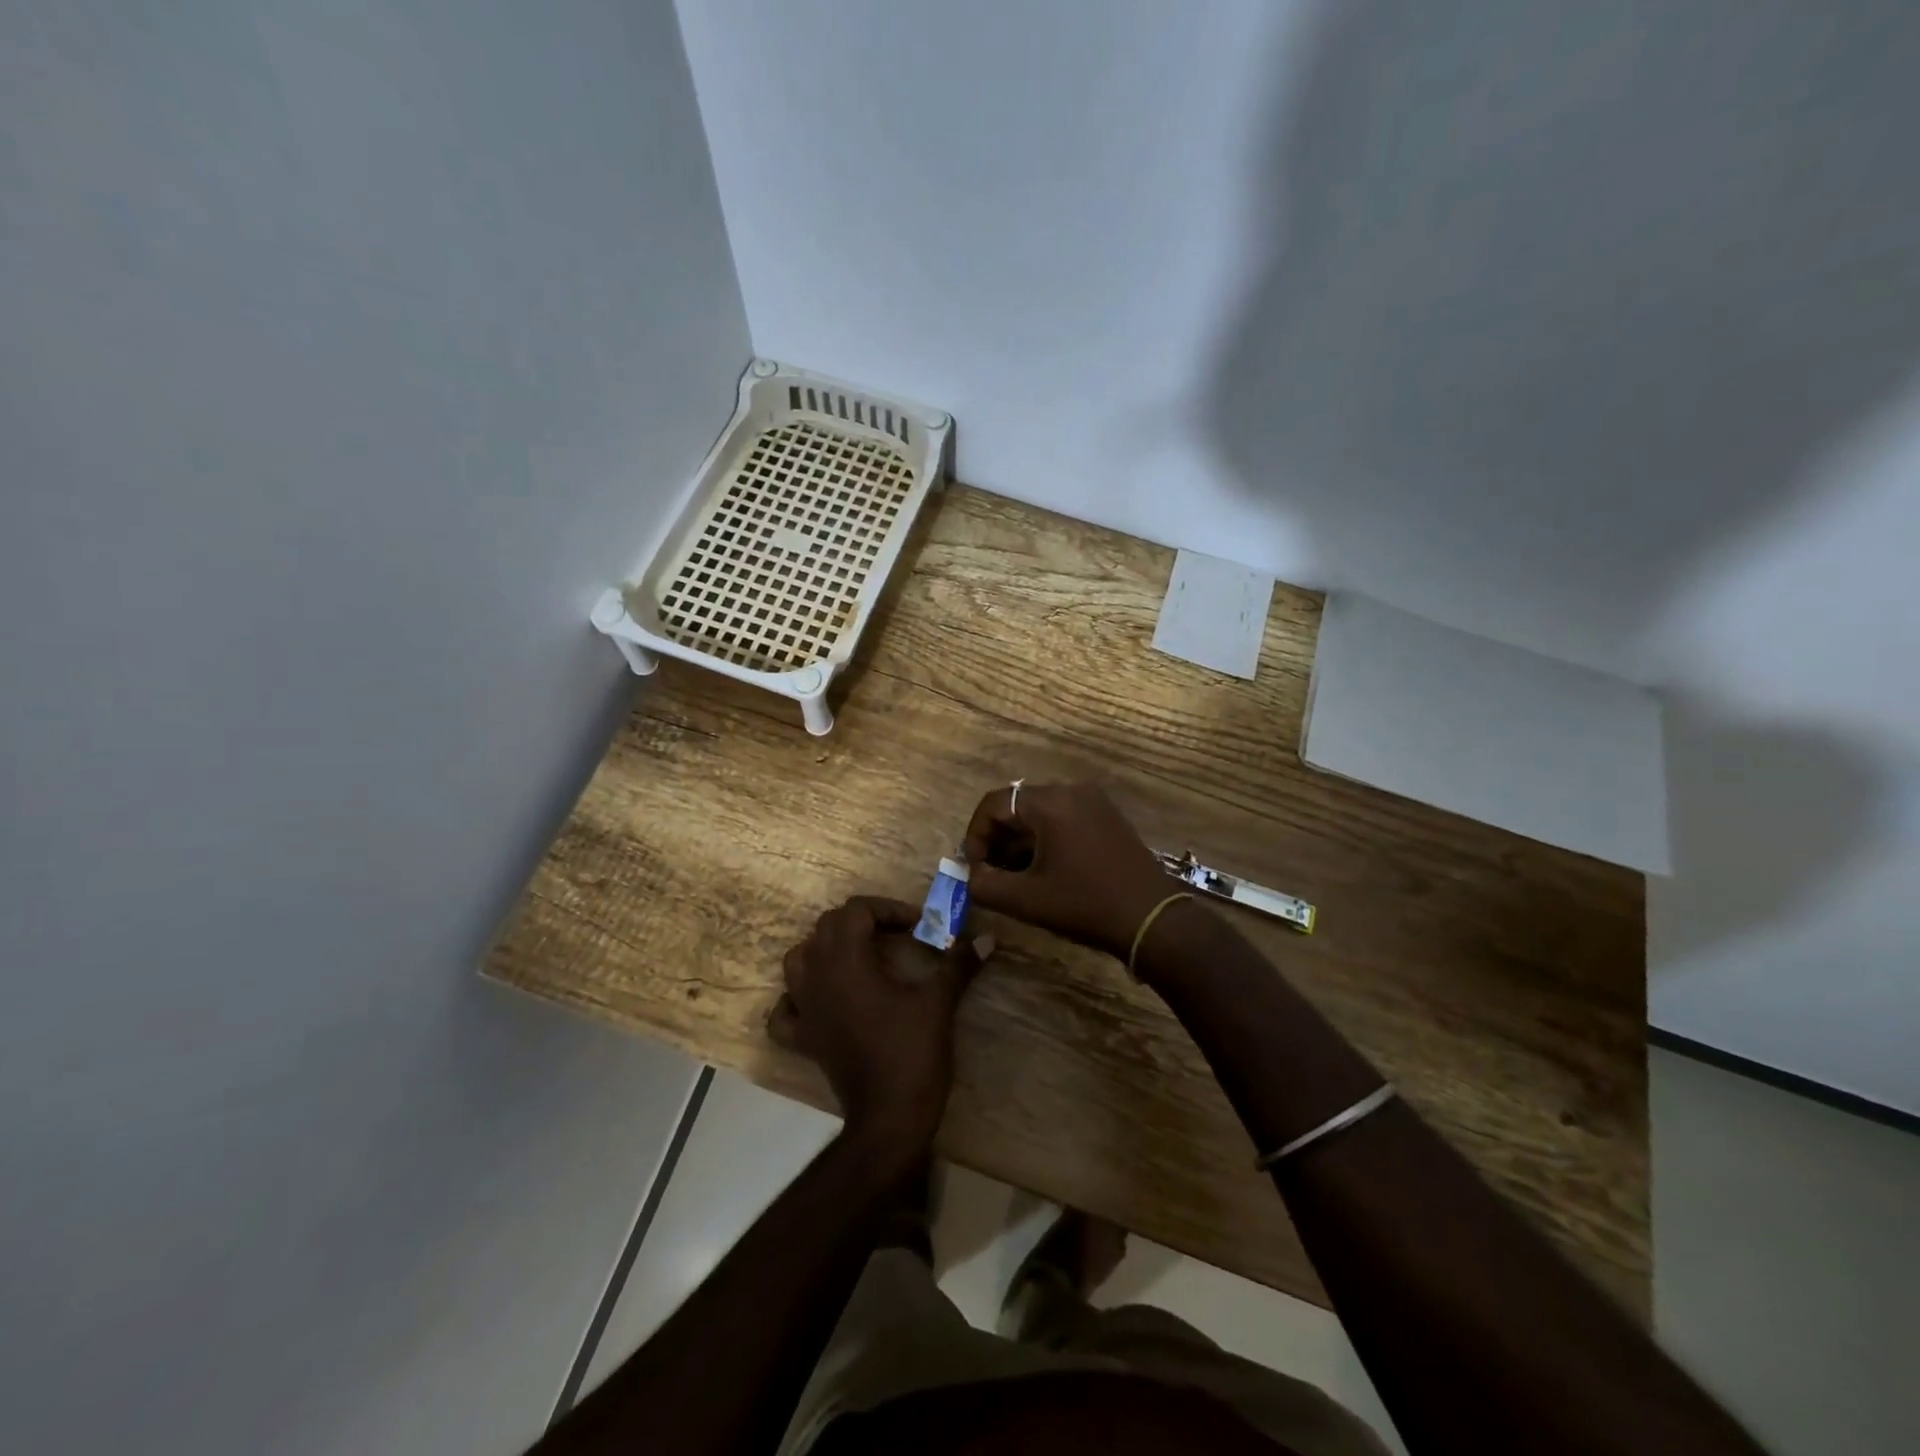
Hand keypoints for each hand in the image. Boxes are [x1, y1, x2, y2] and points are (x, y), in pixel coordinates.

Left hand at [767, 897, 979, 1149]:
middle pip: (827, 927)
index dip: (888, 909)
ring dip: (824, 950)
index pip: (856, 910)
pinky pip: (784, 1011)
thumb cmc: (913, 1052)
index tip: (917, 927)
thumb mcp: (939, 1002)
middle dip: (861, 922)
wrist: (890, 1117)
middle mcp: (818, 978)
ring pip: (798, 961)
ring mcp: (805, 1010)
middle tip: (896, 936)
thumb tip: (987, 938)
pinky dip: (796, 999)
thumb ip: (959, 964)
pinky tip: (818, 1000)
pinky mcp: (803, 1039)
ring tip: (857, 958)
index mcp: (847, 962)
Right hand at [962, 782, 1176, 959]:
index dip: (976, 834)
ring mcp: (1094, 803)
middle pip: (1018, 806)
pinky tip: (1043, 871)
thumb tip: (972, 875)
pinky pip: (1063, 819)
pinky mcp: (1107, 818)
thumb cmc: (1085, 905)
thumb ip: (985, 885)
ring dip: (1020, 841)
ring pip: (1040, 814)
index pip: (995, 803)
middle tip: (990, 873)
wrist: (1152, 920)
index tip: (974, 867)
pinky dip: (1045, 840)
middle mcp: (1072, 791)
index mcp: (1051, 803)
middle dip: (997, 839)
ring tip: (1013, 876)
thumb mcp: (1026, 900)